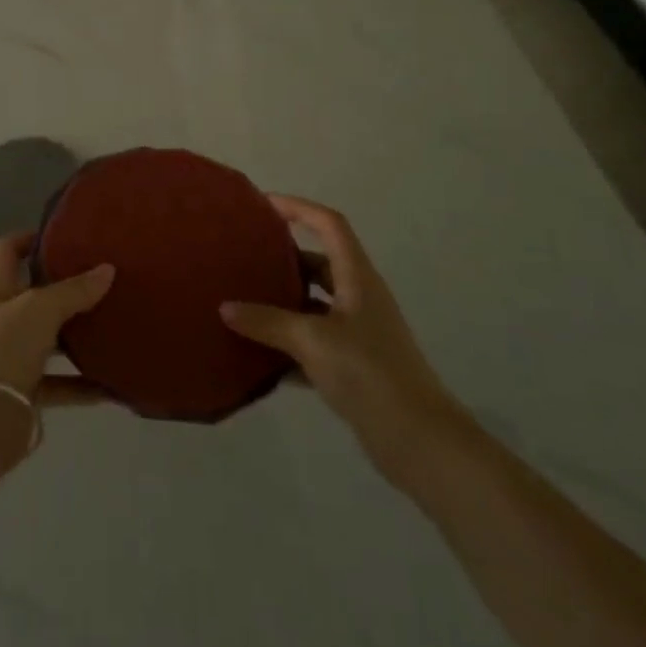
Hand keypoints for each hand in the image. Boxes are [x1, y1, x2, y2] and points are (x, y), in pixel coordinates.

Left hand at [0, 232, 115, 411]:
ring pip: (49, 338)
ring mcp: (11, 354)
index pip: (9, 249)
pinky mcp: (24, 390)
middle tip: (103, 277)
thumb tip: (107, 269)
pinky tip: (113, 384)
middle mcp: (0, 317)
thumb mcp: (40, 309)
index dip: (31, 237)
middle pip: (33, 293)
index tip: (65, 235)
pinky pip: (60, 382)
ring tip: (114, 324)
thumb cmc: (3, 347)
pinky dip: (83, 384)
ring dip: (77, 335)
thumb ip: (74, 290)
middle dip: (64, 286)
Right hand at [221, 194, 475, 486]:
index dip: (298, 208)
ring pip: (313, 304)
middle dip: (282, 257)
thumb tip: (225, 307)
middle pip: (318, 263)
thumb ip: (267, 322)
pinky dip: (288, 344)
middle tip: (242, 256)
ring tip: (241, 301)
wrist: (420, 442)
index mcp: (357, 279)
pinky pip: (313, 342)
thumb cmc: (370, 373)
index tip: (262, 205)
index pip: (329, 225)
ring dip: (282, 302)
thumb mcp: (312, 341)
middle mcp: (360, 298)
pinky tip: (258, 355)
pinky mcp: (354, 366)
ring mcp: (358, 333)